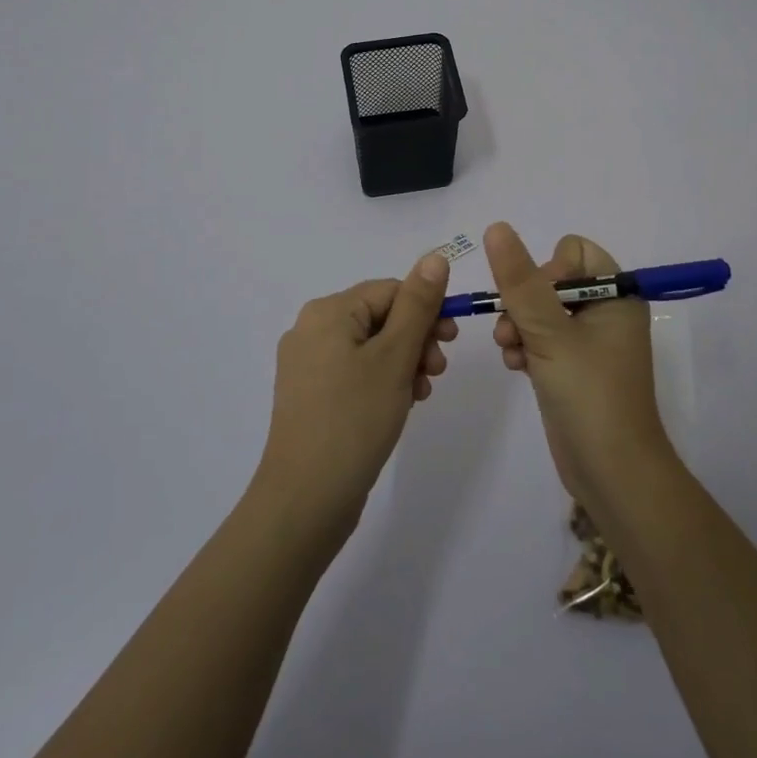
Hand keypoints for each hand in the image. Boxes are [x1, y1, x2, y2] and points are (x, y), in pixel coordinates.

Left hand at [254, 252, 455, 537]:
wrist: (305, 500)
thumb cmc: (354, 419)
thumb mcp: (395, 357)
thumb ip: (418, 304)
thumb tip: (435, 256)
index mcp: (327, 312)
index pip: (390, 290)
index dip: (426, 310)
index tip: (451, 341)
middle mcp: (311, 329)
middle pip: (380, 317)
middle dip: (416, 339)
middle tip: (437, 371)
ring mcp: (307, 365)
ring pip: (371, 347)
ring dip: (404, 362)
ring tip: (421, 393)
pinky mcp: (310, 396)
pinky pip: (355, 372)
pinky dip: (383, 381)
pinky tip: (400, 406)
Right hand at [486, 222, 676, 509]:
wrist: (613, 474)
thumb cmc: (589, 394)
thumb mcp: (550, 333)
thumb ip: (520, 280)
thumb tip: (496, 227)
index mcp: (616, 295)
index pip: (574, 252)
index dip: (548, 269)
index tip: (538, 301)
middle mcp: (606, 312)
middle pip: (552, 280)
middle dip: (524, 302)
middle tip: (513, 330)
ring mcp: (589, 342)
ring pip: (541, 311)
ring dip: (519, 326)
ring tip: (511, 351)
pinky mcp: (573, 367)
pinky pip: (542, 339)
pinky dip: (526, 347)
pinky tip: (516, 367)